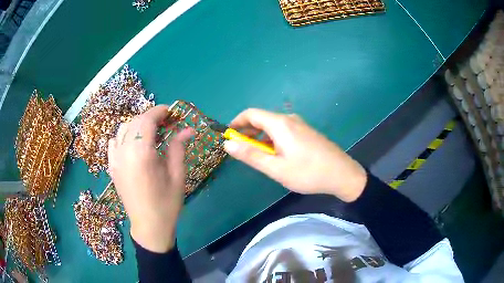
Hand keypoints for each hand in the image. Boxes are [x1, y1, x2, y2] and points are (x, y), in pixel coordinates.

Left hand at [108, 105, 193, 252]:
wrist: (149, 227)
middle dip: (151, 117)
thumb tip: (188, 129)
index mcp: (141, 153)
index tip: (171, 111)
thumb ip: (178, 148)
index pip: (147, 120)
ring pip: (123, 129)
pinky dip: (124, 136)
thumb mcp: (177, 175)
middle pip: (135, 121)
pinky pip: (114, 142)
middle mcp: (124, 152)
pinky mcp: (112, 167)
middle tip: (166, 123)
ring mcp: (115, 159)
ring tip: (151, 133)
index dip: (159, 111)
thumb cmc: (167, 203)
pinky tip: (133, 145)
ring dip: (137, 125)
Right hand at [223, 109, 366, 201]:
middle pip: (262, 119)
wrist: (342, 174)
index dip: (236, 122)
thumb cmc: (308, 173)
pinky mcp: (306, 132)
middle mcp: (289, 119)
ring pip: (273, 126)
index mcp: (280, 124)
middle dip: (247, 132)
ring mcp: (300, 125)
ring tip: (257, 155)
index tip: (228, 136)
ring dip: (260, 137)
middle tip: (241, 150)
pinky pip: (283, 131)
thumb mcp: (275, 168)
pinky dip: (272, 139)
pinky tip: (275, 155)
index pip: (251, 114)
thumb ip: (251, 155)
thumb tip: (228, 144)